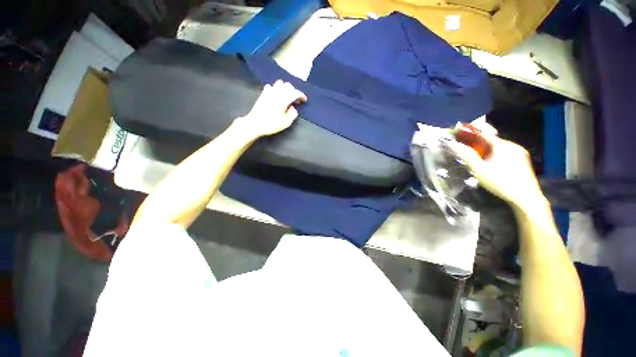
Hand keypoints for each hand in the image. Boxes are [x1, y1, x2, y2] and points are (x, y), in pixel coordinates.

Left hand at [238, 80, 306, 136]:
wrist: (255, 123)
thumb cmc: (271, 124)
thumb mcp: (286, 123)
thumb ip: (292, 114)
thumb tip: (293, 108)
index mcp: (283, 99)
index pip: (295, 92)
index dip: (301, 95)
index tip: (304, 100)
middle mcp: (277, 93)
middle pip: (288, 85)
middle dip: (294, 91)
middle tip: (295, 99)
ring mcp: (269, 92)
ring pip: (279, 83)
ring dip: (285, 88)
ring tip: (286, 96)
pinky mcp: (263, 94)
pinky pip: (271, 86)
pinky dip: (276, 89)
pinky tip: (276, 95)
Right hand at [448, 122, 546, 210]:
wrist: (526, 199)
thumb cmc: (501, 183)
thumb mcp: (479, 170)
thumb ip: (466, 155)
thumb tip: (452, 144)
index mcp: (502, 145)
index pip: (484, 133)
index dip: (470, 131)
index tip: (459, 131)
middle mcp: (512, 145)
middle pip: (491, 140)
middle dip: (477, 142)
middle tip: (466, 148)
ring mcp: (519, 152)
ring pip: (498, 146)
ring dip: (486, 149)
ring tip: (477, 158)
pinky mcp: (522, 160)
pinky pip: (505, 152)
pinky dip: (494, 154)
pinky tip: (491, 163)